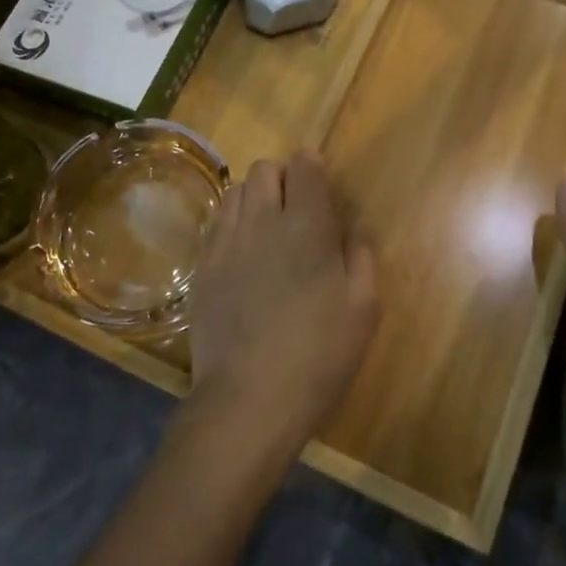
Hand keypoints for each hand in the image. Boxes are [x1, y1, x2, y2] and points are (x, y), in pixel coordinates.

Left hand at [186, 152, 379, 454]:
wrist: (249, 399)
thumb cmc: (318, 355)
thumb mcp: (363, 309)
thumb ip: (361, 257)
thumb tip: (354, 228)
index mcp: (307, 225)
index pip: (304, 166)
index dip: (312, 166)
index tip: (319, 183)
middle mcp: (262, 221)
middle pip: (264, 169)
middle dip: (282, 178)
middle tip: (295, 209)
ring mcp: (226, 242)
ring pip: (235, 190)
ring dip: (253, 198)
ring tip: (266, 229)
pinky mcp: (202, 266)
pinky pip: (216, 223)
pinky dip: (231, 223)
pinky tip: (242, 253)